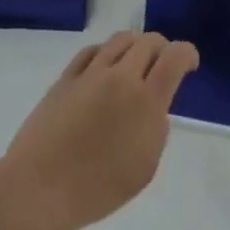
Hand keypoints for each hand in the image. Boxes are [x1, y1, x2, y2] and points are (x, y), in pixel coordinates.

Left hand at [0, 32, 198, 229]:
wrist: (40, 189)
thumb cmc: (97, 189)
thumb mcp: (145, 167)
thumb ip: (156, 128)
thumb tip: (153, 107)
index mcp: (146, 101)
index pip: (175, 57)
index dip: (188, 53)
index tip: (189, 64)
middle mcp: (121, 78)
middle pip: (149, 41)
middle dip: (163, 48)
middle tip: (163, 65)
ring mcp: (91, 74)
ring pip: (121, 39)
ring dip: (136, 45)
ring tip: (135, 62)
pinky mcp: (66, 78)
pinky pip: (92, 51)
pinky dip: (106, 53)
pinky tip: (105, 66)